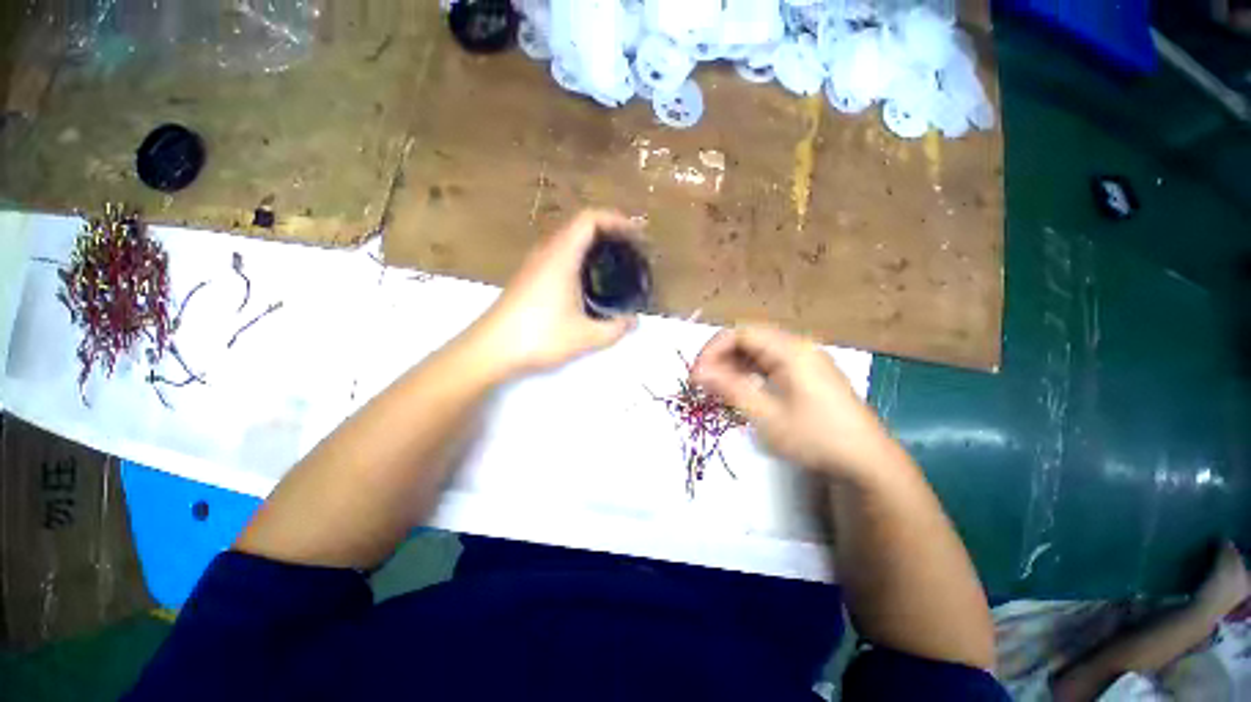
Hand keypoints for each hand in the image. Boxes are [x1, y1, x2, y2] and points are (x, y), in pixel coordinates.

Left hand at [472, 210, 638, 376]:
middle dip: (609, 232)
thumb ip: (615, 328)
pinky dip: (578, 257)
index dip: (616, 220)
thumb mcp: (585, 336)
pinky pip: (558, 255)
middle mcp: (546, 252)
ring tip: (613, 263)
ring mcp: (534, 264)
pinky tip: (586, 282)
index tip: (636, 234)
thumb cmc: (539, 336)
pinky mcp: (527, 277)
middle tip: (630, 250)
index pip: (590, 219)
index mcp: (561, 256)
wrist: (490, 349)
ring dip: (592, 245)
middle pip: (580, 226)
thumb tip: (634, 321)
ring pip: (568, 240)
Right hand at [690, 325, 886, 478]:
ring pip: (760, 350)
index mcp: (790, 350)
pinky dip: (752, 372)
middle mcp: (798, 346)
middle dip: (722, 357)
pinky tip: (743, 388)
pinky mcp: (808, 373)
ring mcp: (806, 359)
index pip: (740, 333)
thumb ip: (730, 389)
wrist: (867, 461)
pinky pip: (772, 362)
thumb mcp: (766, 416)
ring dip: (735, 364)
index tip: (696, 374)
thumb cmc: (815, 437)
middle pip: (749, 338)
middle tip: (704, 382)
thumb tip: (698, 372)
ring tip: (719, 387)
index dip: (712, 349)